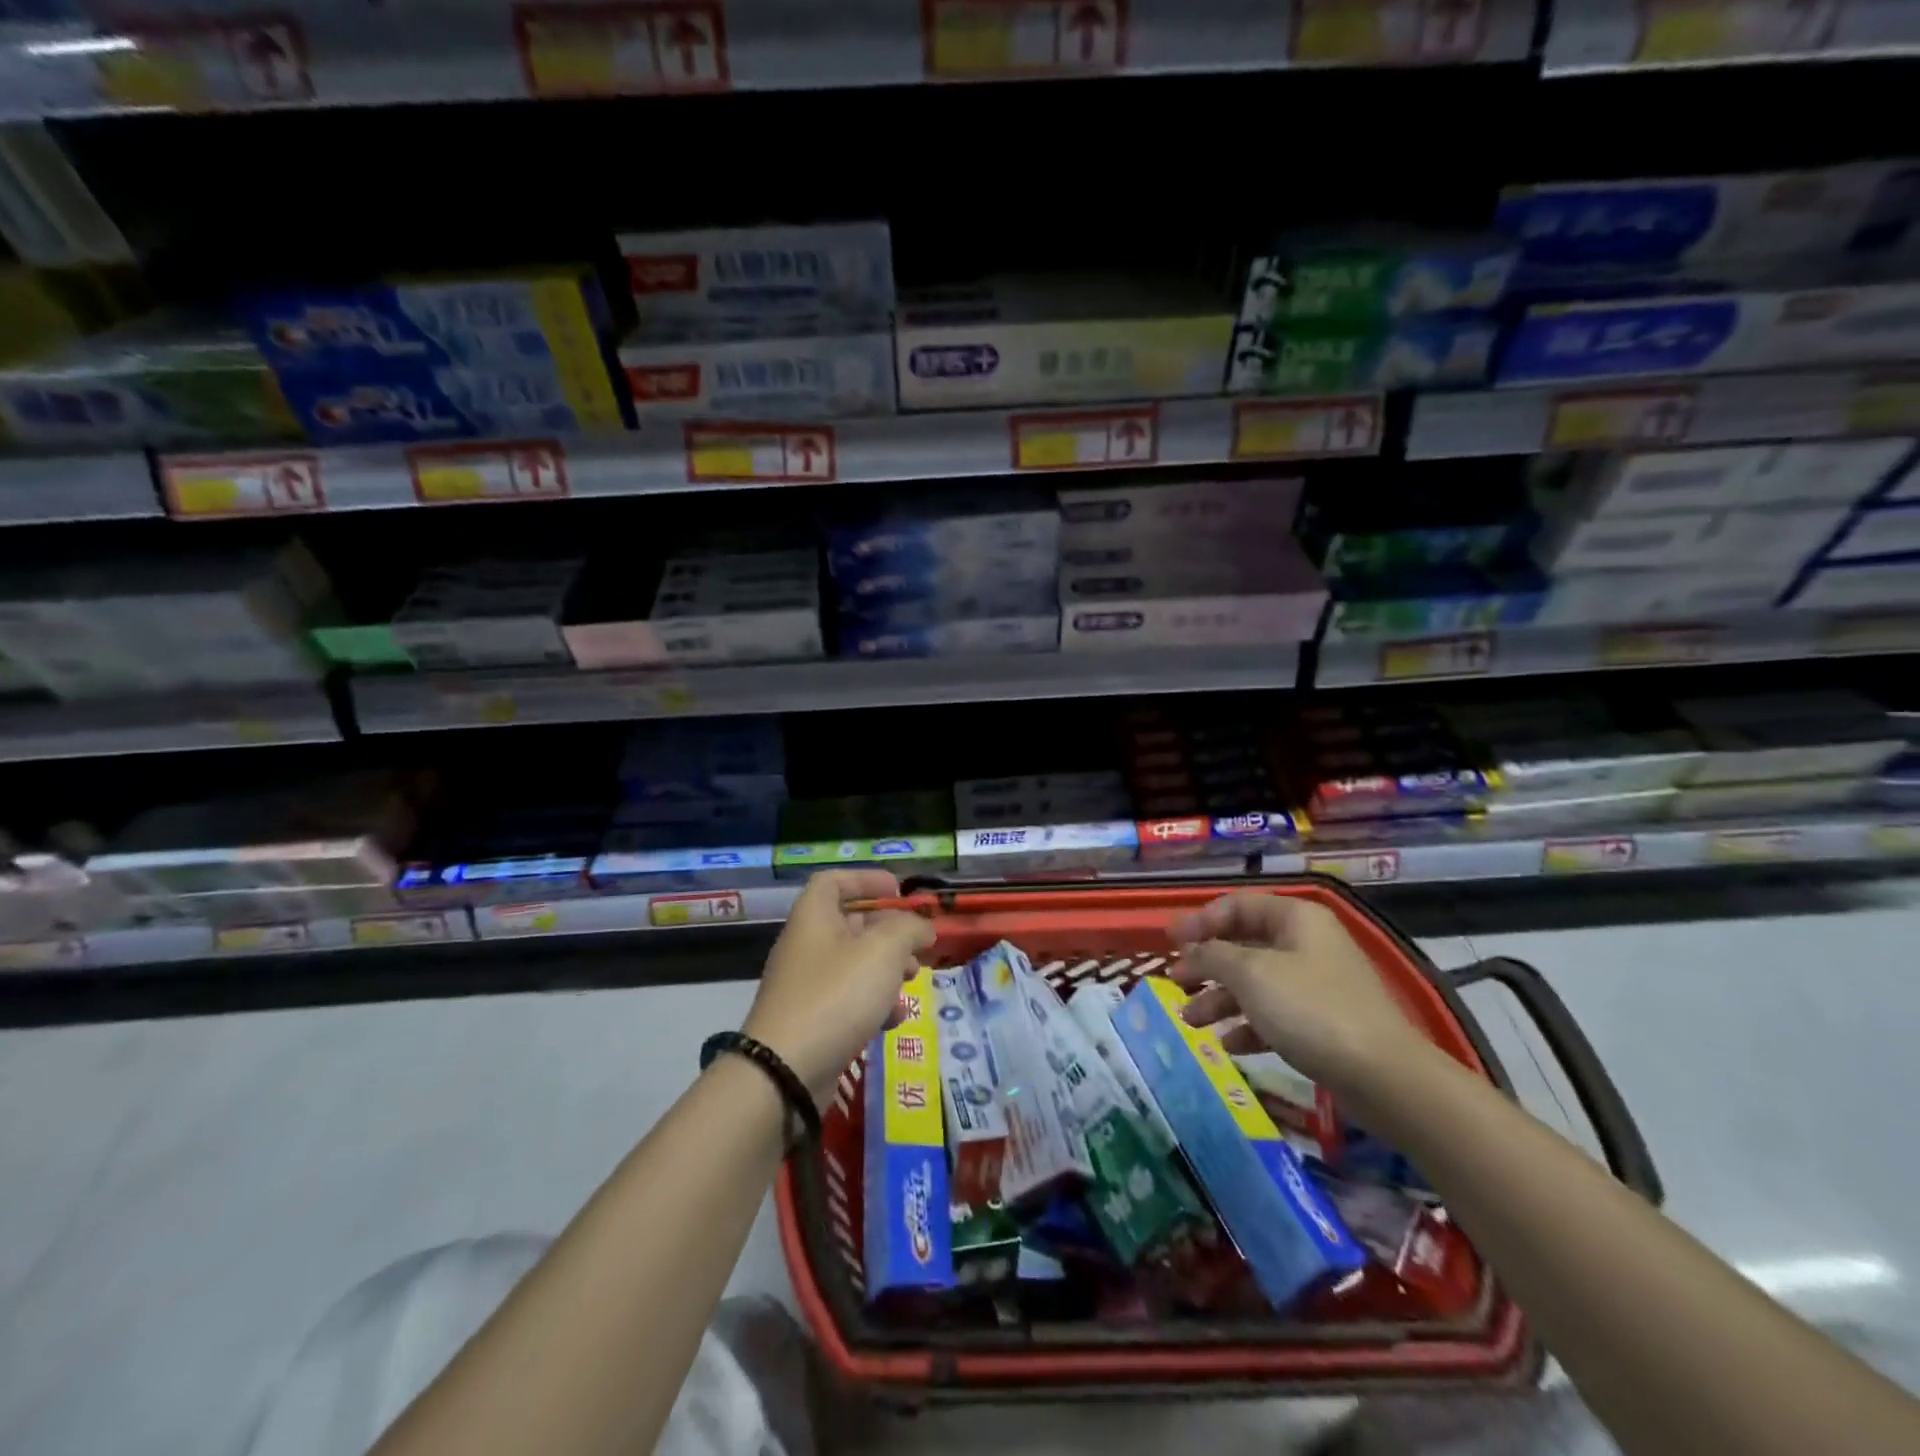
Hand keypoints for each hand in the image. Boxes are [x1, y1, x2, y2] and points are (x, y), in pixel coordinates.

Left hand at [743, 870, 935, 1104]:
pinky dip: (874, 1004)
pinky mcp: (811, 1022)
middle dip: (889, 931)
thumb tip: (922, 927)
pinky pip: (847, 1001)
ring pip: (853, 965)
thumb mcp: (882, 951)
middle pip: (849, 924)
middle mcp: (806, 946)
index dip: (866, 879)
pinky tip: (896, 1019)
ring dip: (887, 968)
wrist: (784, 1072)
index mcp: (813, 917)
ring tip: (914, 980)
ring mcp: (806, 986)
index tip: (898, 891)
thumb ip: (908, 929)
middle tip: (918, 944)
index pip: (833, 881)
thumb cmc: (836, 996)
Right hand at [1168, 892, 1428, 1095]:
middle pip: (1244, 945)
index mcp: (1295, 918)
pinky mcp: (1324, 1023)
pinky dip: (1248, 1025)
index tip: (1169, 941)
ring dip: (1220, 999)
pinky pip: (1275, 1015)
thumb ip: (1212, 955)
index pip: (1236, 905)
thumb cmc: (1311, 1009)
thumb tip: (1190, 951)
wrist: (1384, 1077)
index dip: (1199, 921)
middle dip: (1206, 964)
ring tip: (1191, 1021)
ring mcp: (1317, 984)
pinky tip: (1228, 1045)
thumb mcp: (1250, 974)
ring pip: (1256, 983)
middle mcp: (1306, 943)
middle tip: (1174, 981)